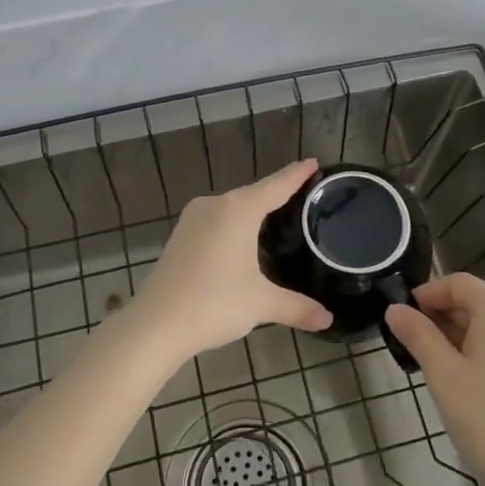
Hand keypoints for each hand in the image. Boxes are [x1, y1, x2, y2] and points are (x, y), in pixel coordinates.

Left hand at [130, 159, 332, 362]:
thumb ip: (297, 307)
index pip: (276, 186)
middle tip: (304, 195)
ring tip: (278, 216)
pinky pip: (216, 220)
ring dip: (253, 210)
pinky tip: (243, 238)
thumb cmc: (213, 304)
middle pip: (254, 194)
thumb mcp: (261, 304)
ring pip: (232, 207)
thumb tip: (328, 319)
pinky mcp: (180, 235)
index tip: (313, 161)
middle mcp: (215, 205)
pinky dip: (234, 223)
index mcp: (238, 210)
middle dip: (277, 193)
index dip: (296, 174)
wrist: (156, 324)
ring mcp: (193, 219)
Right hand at [384, 273, 484, 485]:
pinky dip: (478, 350)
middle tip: (410, 342)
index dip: (428, 293)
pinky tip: (461, 377)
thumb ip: (417, 335)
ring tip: (430, 362)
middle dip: (440, 315)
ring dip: (457, 334)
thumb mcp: (442, 373)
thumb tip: (394, 309)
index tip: (402, 315)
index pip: (459, 283)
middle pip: (475, 302)